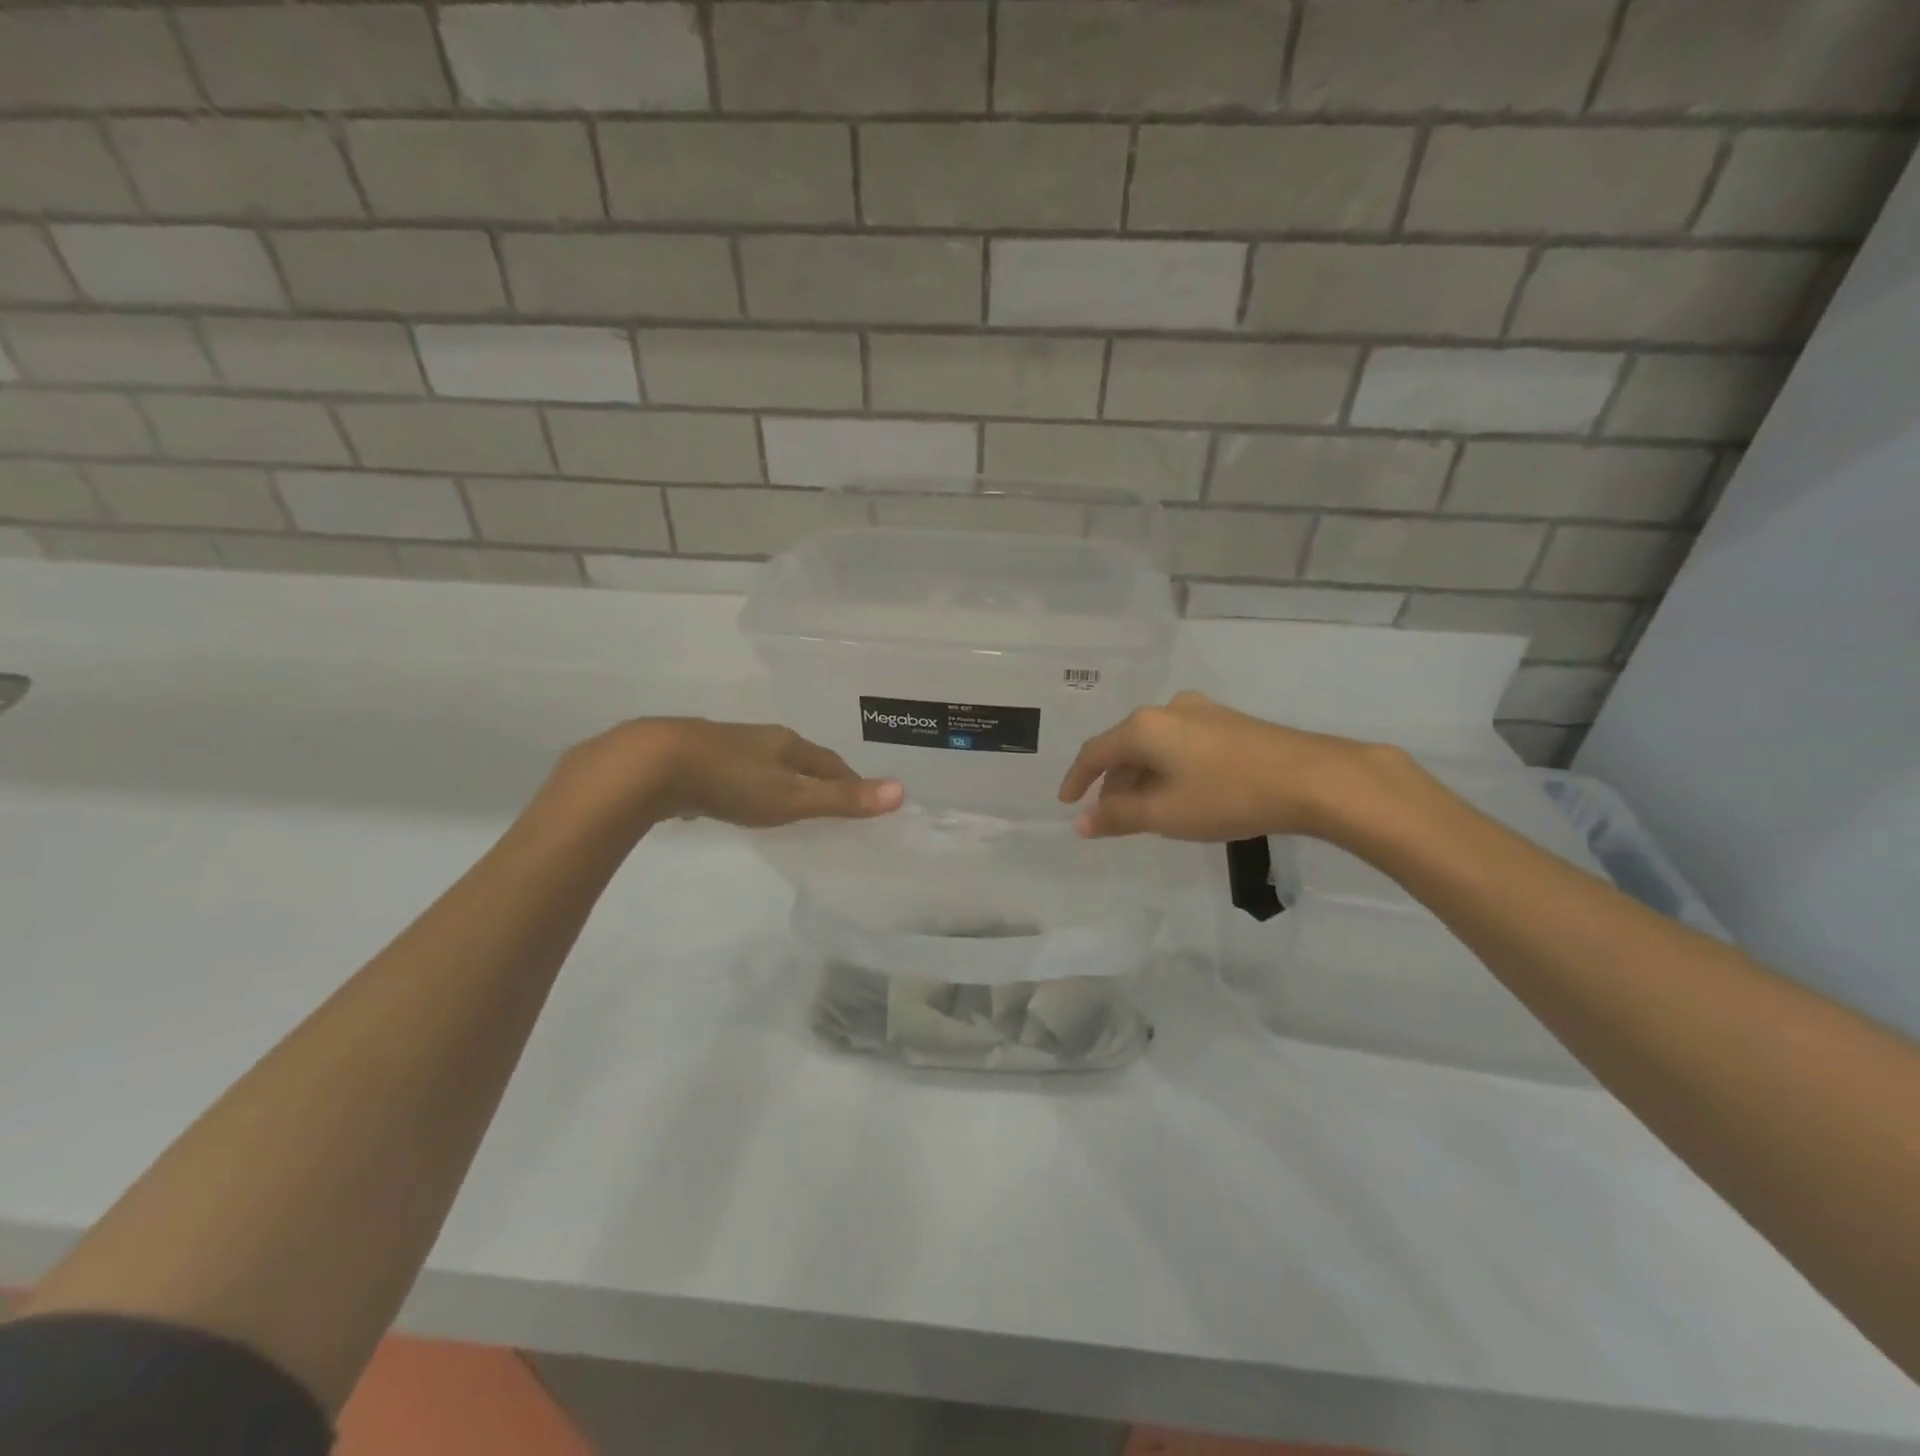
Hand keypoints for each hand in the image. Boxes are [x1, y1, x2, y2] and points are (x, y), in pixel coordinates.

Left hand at [553, 718, 902, 830]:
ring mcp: (725, 746)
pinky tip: (735, 800)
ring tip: (787, 801)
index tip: (863, 796)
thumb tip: (902, 791)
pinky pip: (732, 773)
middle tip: (829, 800)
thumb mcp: (793, 796)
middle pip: (798, 758)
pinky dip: (745, 786)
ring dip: (779, 780)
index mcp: (787, 744)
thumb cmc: (732, 782)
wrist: (653, 765)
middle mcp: (759, 739)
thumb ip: (842, 798)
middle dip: (816, 776)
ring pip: (763, 763)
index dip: (849, 779)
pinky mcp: (694, 760)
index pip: (829, 761)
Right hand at [1057, 691, 1392, 841]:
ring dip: (1142, 777)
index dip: (1077, 779)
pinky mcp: (1228, 722)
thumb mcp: (1165, 814)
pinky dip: (1168, 769)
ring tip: (1146, 811)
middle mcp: (1168, 709)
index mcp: (1144, 727)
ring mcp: (1202, 712)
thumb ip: (1117, 816)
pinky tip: (1181, 793)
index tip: (1067, 803)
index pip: (1095, 752)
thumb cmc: (1227, 795)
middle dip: (1113, 783)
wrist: (1312, 778)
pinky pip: (1180, 744)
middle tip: (1111, 816)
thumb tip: (1081, 822)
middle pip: (1125, 747)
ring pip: (1155, 746)